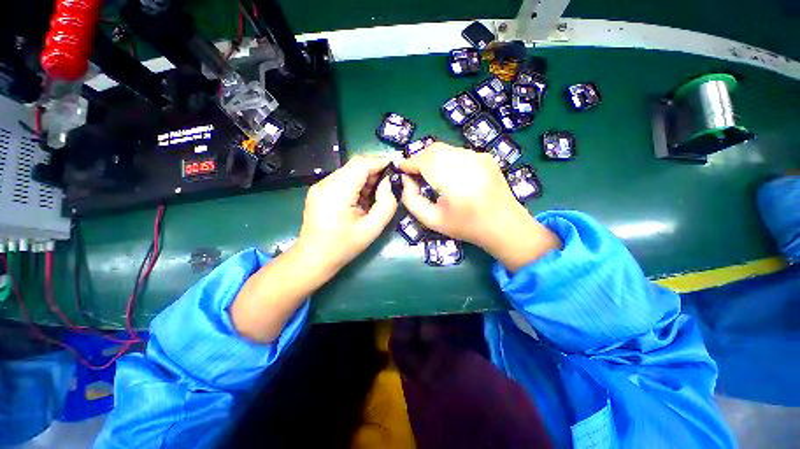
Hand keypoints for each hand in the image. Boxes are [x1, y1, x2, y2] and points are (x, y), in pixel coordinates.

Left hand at [297, 155, 398, 271]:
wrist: (314, 258)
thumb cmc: (344, 247)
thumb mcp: (372, 229)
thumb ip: (386, 203)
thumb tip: (388, 183)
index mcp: (336, 193)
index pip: (361, 164)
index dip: (380, 162)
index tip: (396, 167)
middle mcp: (325, 184)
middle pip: (355, 165)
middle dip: (375, 171)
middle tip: (389, 184)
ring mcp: (319, 186)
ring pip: (349, 171)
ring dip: (366, 178)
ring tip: (377, 194)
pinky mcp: (319, 190)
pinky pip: (343, 179)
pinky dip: (357, 184)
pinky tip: (363, 198)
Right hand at [399, 143, 559, 270]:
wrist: (504, 226)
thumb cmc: (466, 226)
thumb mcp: (432, 220)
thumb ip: (412, 200)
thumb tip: (405, 180)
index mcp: (455, 181)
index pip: (425, 160)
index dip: (410, 162)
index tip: (400, 168)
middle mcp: (469, 162)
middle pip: (434, 149)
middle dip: (419, 158)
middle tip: (413, 173)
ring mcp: (480, 157)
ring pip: (445, 149)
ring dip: (432, 158)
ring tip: (429, 174)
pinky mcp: (485, 156)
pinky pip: (457, 152)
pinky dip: (446, 159)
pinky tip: (447, 174)